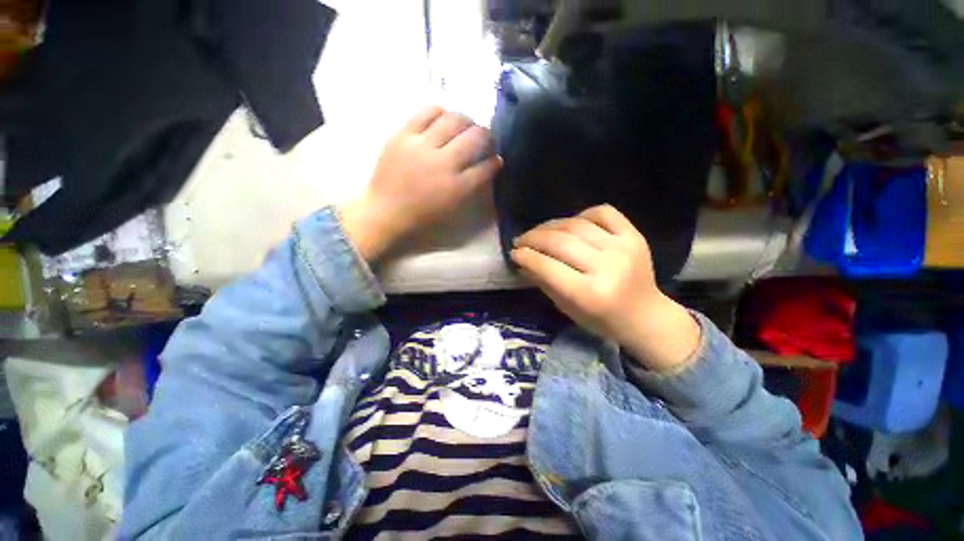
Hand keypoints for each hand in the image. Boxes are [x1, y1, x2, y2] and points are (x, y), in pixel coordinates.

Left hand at [340, 106, 500, 261]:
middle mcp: (443, 163)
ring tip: (467, 126)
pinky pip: (427, 112)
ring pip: (454, 120)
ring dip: (467, 121)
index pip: (486, 167)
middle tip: (485, 139)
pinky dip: (441, 112)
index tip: (496, 159)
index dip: (495, 161)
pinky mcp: (403, 135)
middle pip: (475, 138)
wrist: (385, 212)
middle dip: (487, 136)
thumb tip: (487, 166)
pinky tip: (444, 118)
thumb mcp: (452, 208)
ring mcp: (422, 146)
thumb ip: (472, 187)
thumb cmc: (421, 216)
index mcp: (456, 188)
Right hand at [511, 205, 700, 372]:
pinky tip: (571, 224)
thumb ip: (543, 282)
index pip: (548, 267)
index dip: (526, 256)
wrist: (645, 315)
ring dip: (550, 226)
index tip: (514, 252)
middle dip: (533, 238)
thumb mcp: (566, 308)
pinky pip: (602, 212)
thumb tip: (521, 260)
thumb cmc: (601, 319)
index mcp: (589, 294)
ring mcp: (623, 248)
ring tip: (538, 232)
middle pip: (560, 242)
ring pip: (576, 224)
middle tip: (520, 240)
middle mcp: (607, 267)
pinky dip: (581, 215)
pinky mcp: (634, 236)